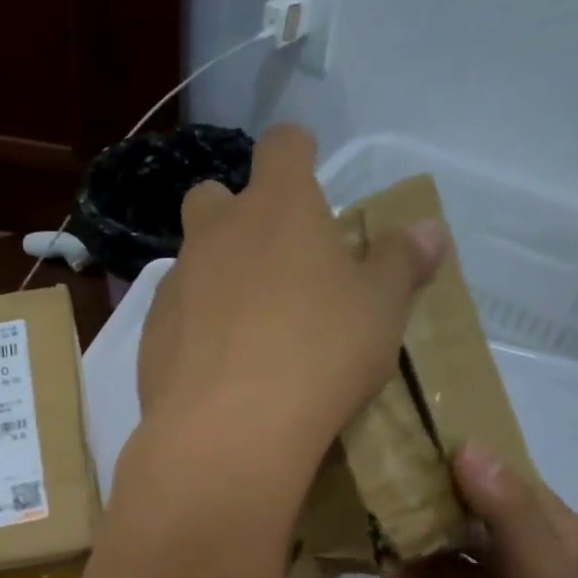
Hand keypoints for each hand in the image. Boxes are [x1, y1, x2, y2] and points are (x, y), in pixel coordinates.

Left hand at [135, 125, 447, 496]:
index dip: (297, 152)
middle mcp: (216, 234)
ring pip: (190, 261)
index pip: (282, 146)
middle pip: (214, 196)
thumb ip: (400, 263)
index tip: (309, 171)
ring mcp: (175, 285)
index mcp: (278, 208)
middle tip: (270, 261)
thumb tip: (427, 231)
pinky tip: (215, 369)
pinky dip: (192, 329)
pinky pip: (172, 317)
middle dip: (236, 215)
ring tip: (245, 328)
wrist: (229, 431)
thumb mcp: (380, 310)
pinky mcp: (150, 337)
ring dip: (214, 277)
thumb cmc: (319, 355)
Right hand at [378, 444, 577, 577]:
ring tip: (388, 576)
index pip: (497, 484)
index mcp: (545, 536)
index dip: (457, 466)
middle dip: (418, 516)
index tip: (406, 449)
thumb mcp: (545, 573)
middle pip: (455, 521)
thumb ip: (505, 511)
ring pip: (431, 563)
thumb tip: (466, 448)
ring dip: (405, 563)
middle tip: (377, 511)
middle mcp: (511, 561)